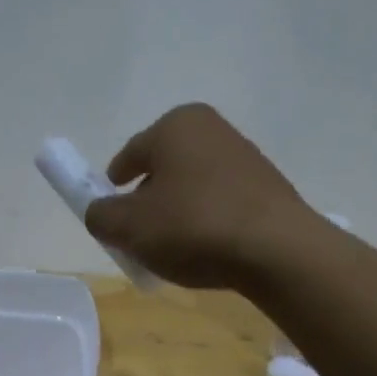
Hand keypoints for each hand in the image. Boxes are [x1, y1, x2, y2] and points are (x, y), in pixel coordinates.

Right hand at [84, 104, 314, 288]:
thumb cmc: (192, 227)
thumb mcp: (129, 227)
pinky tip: (207, 251)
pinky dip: (207, 222)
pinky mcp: (268, 187)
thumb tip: (100, 213)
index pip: (130, 155)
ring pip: (194, 187)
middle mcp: (212, 129)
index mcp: (175, 125)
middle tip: (139, 236)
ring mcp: (245, 157)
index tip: (109, 214)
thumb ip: (101, 216)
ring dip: (179, 213)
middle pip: (164, 169)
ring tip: (174, 249)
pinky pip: (222, 203)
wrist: (276, 250)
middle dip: (148, 200)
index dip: (113, 186)